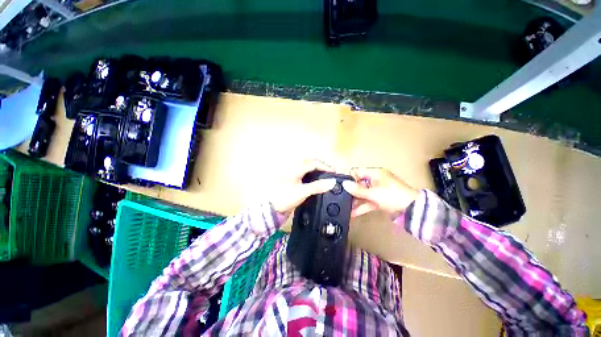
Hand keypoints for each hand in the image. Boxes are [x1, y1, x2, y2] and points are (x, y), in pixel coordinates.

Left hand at [269, 160, 336, 213]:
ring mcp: (290, 173)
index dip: (325, 167)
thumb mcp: (302, 192)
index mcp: (295, 169)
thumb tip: (332, 182)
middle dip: (320, 165)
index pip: (313, 163)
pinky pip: (302, 172)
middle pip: (309, 161)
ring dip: (315, 168)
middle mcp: (292, 168)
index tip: (334, 173)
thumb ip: (317, 186)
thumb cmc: (285, 198)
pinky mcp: (289, 179)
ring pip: (305, 166)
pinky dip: (310, 173)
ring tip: (323, 174)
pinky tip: (313, 179)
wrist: (271, 208)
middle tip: (329, 172)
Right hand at [342, 168, 418, 217]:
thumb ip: (358, 190)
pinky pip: (367, 201)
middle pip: (358, 184)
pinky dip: (361, 207)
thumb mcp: (373, 193)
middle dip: (350, 192)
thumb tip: (344, 184)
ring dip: (355, 201)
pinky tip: (353, 213)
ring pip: (362, 194)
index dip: (348, 178)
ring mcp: (377, 190)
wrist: (412, 210)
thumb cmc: (392, 196)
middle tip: (341, 198)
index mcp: (374, 173)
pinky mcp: (379, 200)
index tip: (341, 186)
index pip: (357, 172)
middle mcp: (374, 180)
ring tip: (345, 207)